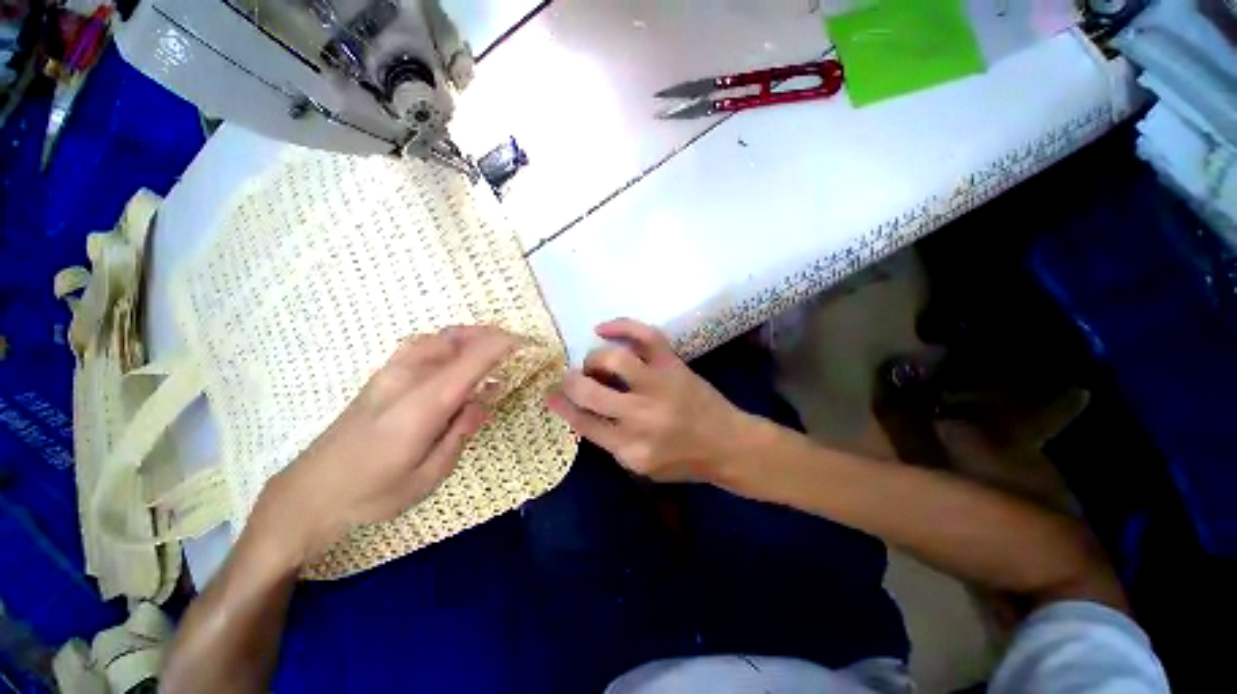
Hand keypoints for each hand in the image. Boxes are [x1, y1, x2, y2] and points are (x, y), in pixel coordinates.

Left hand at [252, 326, 515, 566]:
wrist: (310, 493)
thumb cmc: (372, 493)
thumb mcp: (428, 476)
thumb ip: (460, 431)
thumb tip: (484, 398)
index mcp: (422, 405)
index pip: (471, 360)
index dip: (502, 346)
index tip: (528, 346)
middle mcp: (406, 378)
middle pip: (454, 339)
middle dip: (490, 336)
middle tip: (516, 347)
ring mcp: (389, 373)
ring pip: (438, 337)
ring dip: (471, 337)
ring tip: (493, 350)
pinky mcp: (381, 377)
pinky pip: (423, 346)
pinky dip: (450, 343)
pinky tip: (458, 359)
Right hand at [547, 318, 757, 482]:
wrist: (728, 443)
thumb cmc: (683, 460)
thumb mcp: (641, 466)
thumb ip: (610, 442)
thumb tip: (582, 411)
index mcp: (630, 447)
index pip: (583, 422)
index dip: (561, 405)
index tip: (550, 394)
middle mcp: (641, 415)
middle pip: (589, 391)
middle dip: (570, 382)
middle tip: (569, 377)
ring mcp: (659, 385)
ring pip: (613, 360)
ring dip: (594, 359)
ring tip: (594, 363)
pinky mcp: (673, 364)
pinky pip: (645, 335)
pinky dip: (621, 325)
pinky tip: (603, 329)